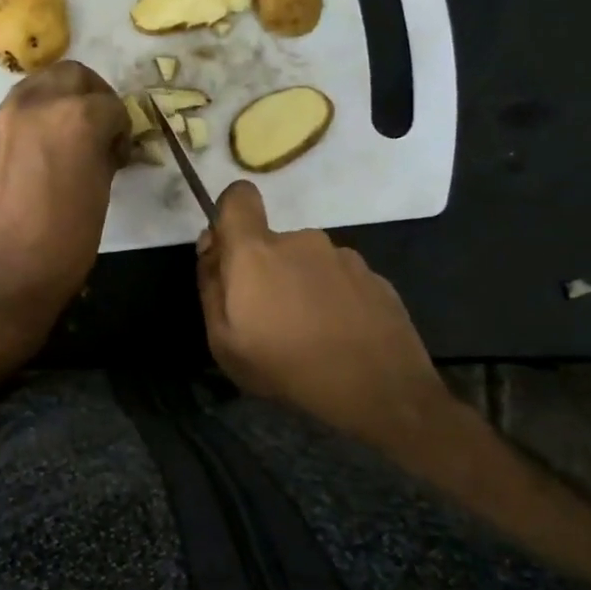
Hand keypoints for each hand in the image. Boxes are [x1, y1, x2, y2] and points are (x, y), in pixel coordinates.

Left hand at [0, 60, 129, 347]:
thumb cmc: (61, 247)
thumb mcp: (100, 198)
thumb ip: (102, 156)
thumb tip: (101, 145)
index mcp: (73, 117)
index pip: (110, 103)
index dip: (122, 127)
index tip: (119, 152)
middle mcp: (31, 106)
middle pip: (68, 74)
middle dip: (89, 95)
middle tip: (95, 128)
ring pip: (32, 90)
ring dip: (53, 104)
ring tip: (59, 142)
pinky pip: (5, 121)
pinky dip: (23, 129)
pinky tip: (26, 165)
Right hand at [197, 181, 449, 449]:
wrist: (380, 392)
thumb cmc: (287, 367)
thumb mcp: (223, 341)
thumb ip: (210, 286)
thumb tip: (211, 249)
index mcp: (257, 251)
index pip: (238, 196)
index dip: (229, 216)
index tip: (229, 254)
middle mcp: (302, 241)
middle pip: (272, 242)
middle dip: (265, 271)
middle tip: (270, 320)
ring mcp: (344, 257)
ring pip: (308, 263)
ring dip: (301, 287)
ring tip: (310, 334)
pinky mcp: (375, 278)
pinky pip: (340, 280)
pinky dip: (333, 300)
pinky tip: (340, 337)